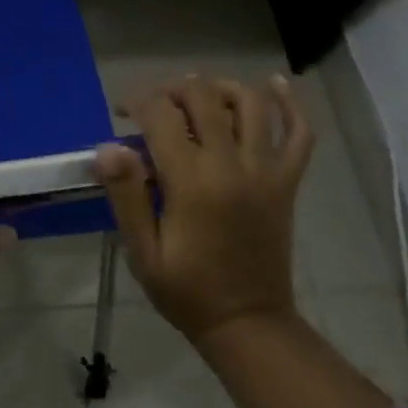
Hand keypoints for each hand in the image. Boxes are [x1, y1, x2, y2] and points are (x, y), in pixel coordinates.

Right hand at [95, 75, 312, 344]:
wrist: (248, 324)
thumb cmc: (187, 290)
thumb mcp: (143, 252)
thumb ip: (126, 195)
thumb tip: (107, 147)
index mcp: (192, 182)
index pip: (161, 115)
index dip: (137, 102)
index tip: (122, 112)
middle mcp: (232, 165)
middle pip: (204, 97)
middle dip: (173, 89)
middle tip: (155, 105)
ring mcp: (266, 170)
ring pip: (251, 103)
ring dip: (221, 87)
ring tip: (200, 95)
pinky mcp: (287, 181)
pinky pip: (299, 133)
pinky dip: (290, 104)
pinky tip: (275, 84)